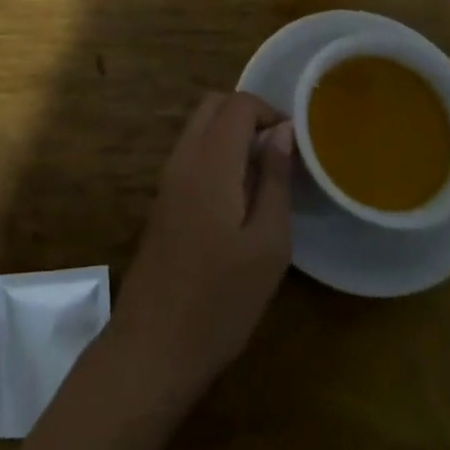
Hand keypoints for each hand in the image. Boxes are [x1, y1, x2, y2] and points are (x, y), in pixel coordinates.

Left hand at [106, 93, 293, 408]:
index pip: (238, 103)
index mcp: (210, 160)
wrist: (153, 346)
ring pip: (199, 126)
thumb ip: (275, 180)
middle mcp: (183, 157)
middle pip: (213, 105)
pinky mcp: (162, 198)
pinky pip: (191, 152)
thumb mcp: (267, 245)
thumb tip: (283, 131)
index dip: (270, 111)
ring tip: (266, 174)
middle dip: (249, 113)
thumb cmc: (221, 300)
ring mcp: (168, 177)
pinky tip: (239, 194)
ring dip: (231, 132)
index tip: (296, 143)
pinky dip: (217, 152)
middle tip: (280, 151)